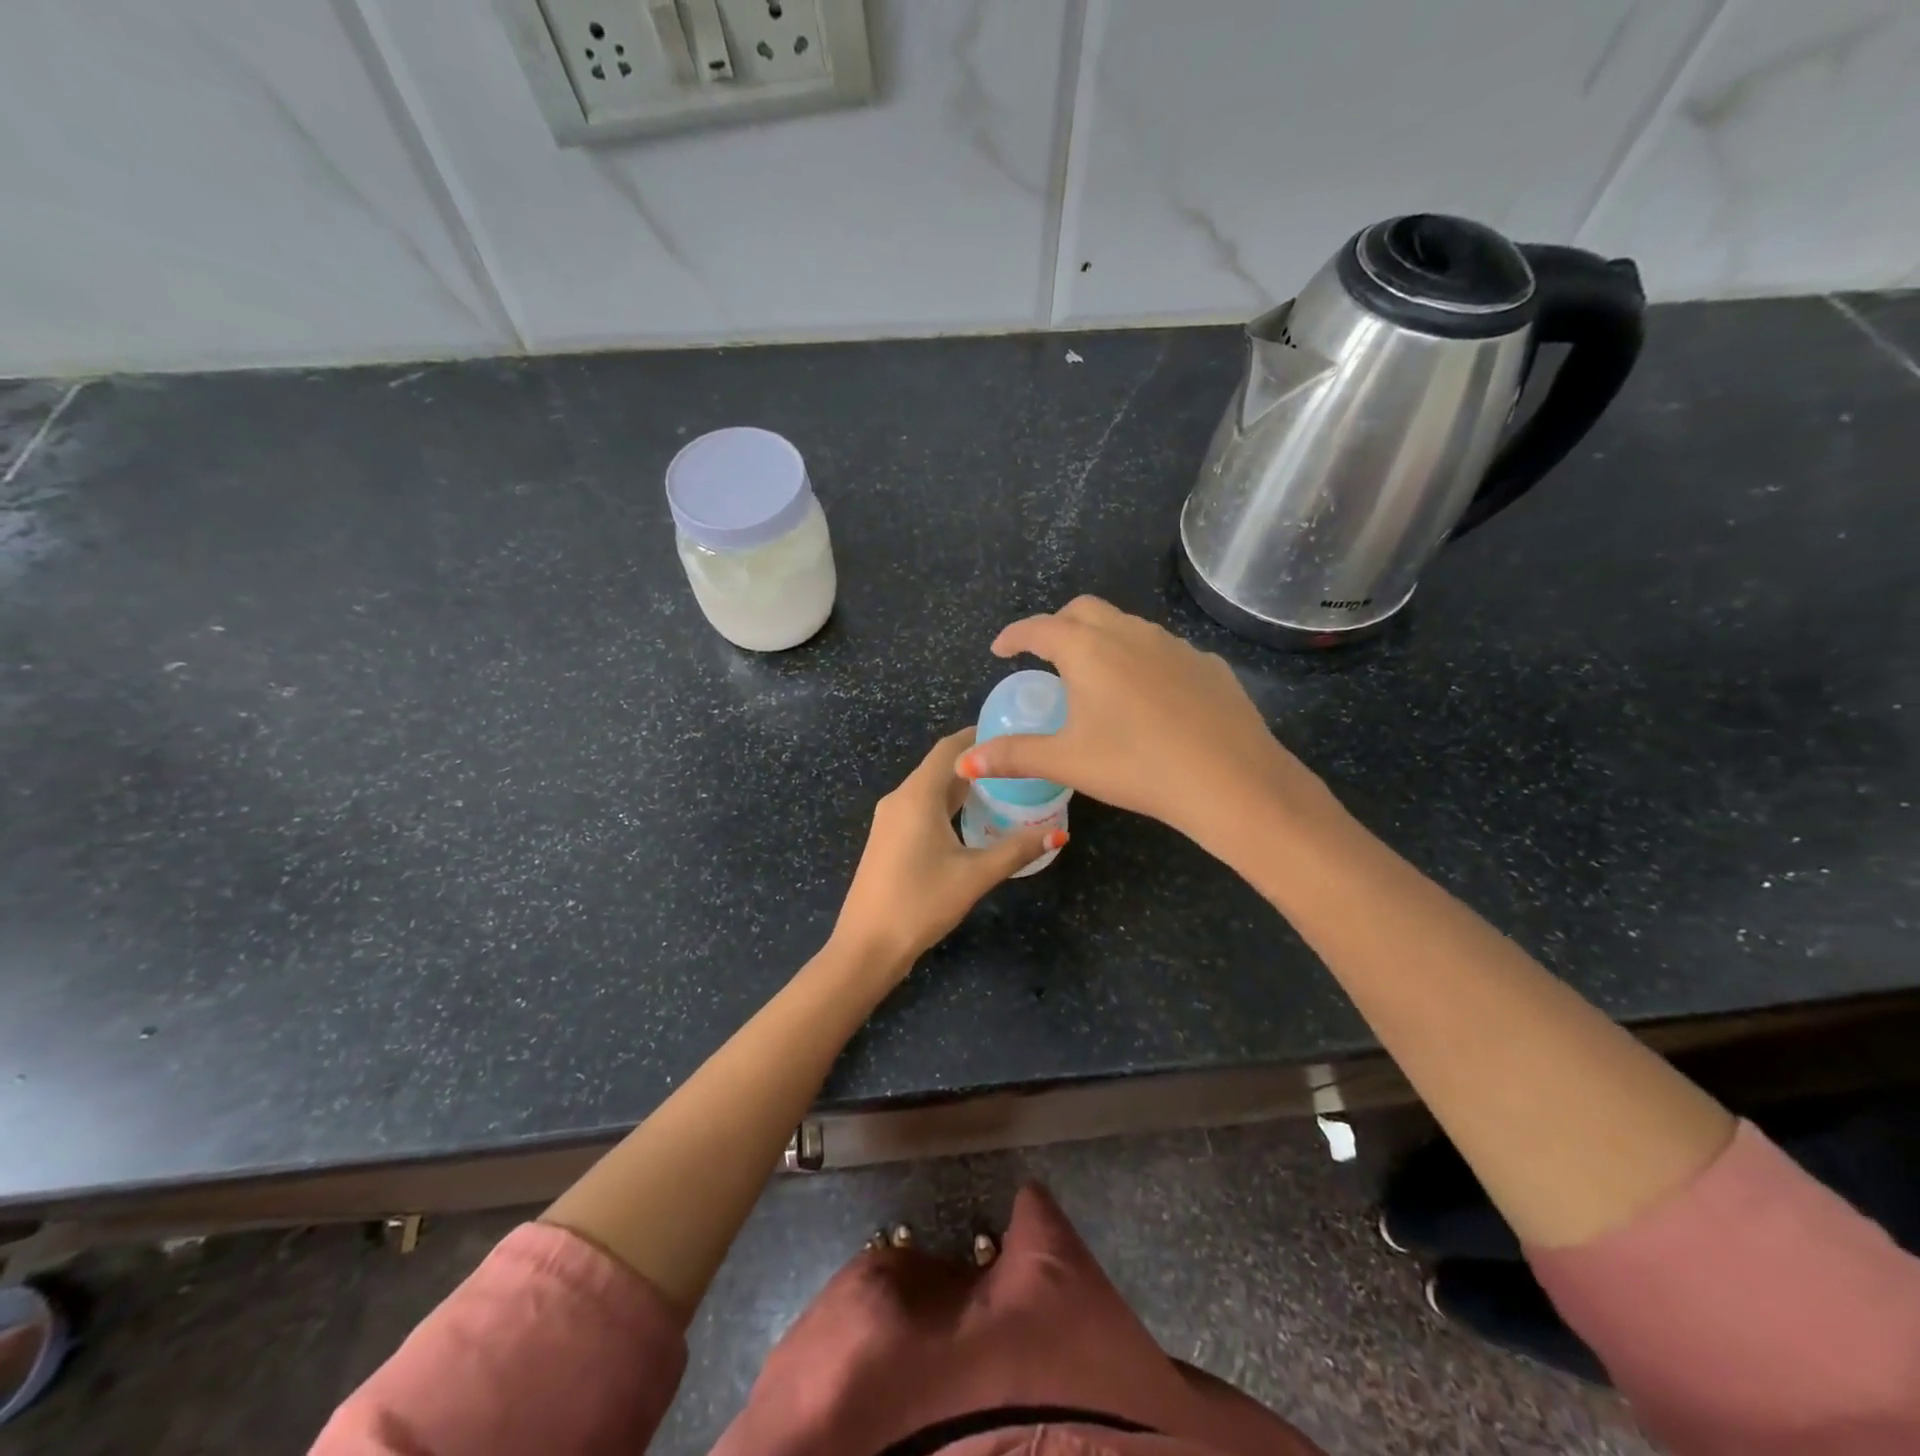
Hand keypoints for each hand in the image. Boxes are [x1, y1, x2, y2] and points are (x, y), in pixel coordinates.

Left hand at [832, 729, 1064, 976]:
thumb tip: (1059, 832)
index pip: (949, 748)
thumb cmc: (920, 902)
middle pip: (940, 767)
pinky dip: (947, 804)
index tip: (1012, 732)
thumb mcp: (975, 875)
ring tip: (1003, 786)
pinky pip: (921, 807)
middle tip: (1017, 763)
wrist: (867, 944)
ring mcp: (890, 819)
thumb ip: (1017, 850)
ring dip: (962, 785)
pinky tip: (972, 818)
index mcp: (917, 796)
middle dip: (976, 761)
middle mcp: (899, 798)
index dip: (978, 735)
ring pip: (930, 789)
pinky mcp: (888, 838)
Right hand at [956, 596, 1329, 852]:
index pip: (1039, 628)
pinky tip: (1148, 697)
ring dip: (1103, 640)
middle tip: (1046, 656)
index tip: (1000, 649)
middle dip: (1058, 626)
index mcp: (1088, 649)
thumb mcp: (1067, 761)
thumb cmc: (1136, 765)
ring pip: (1127, 627)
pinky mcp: (1207, 664)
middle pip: (1084, 611)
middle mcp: (1129, 633)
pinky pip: (1163, 651)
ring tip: (1095, 677)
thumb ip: (1013, 755)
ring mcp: (1173, 645)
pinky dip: (1142, 661)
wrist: (1230, 779)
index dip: (1014, 636)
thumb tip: (963, 761)